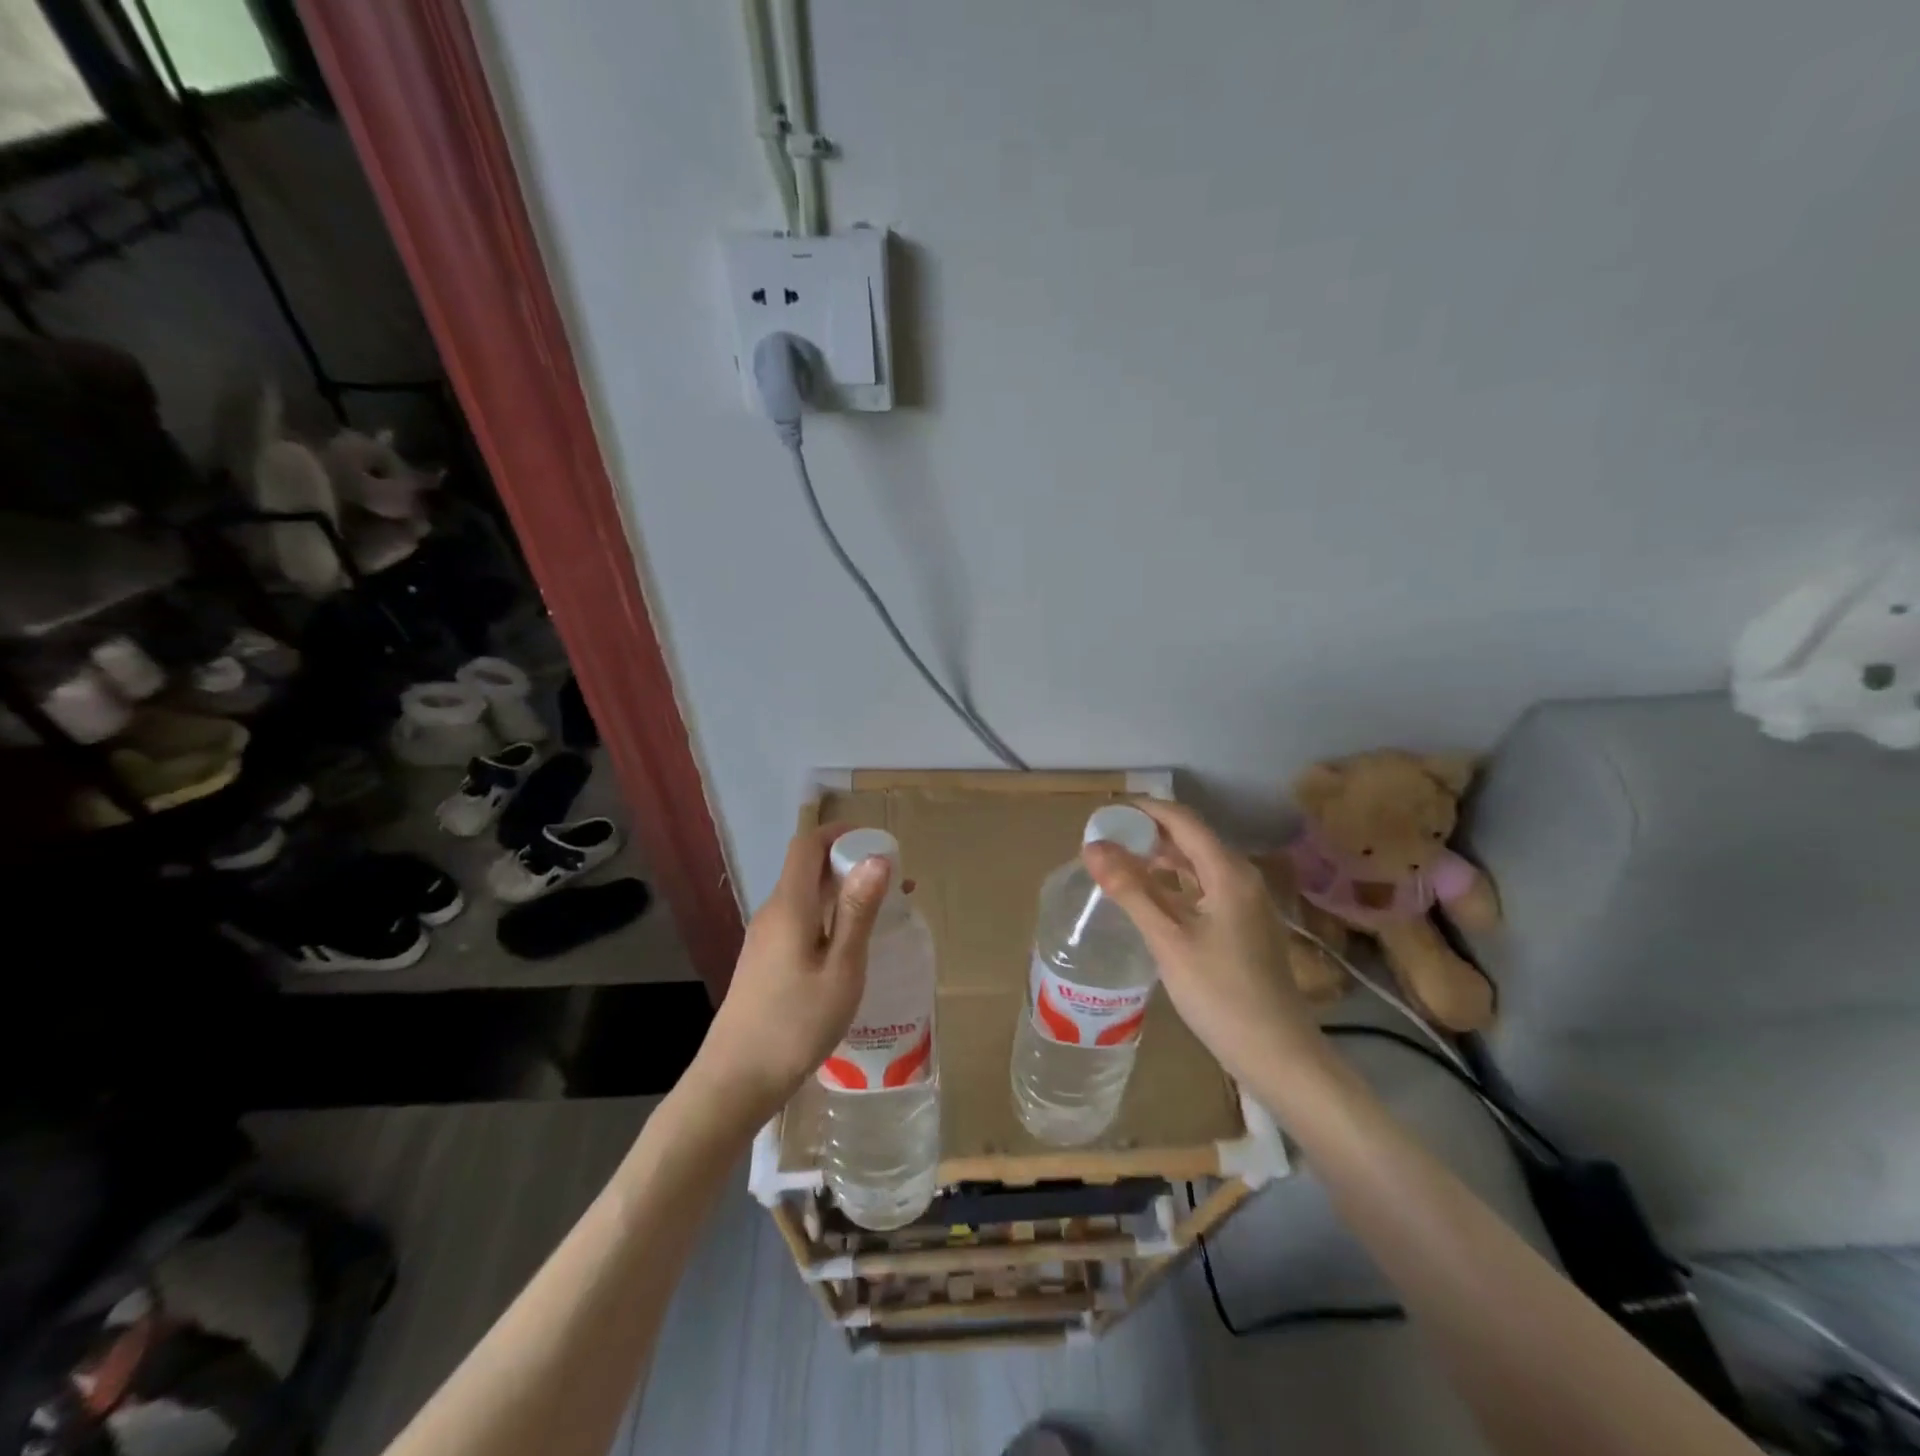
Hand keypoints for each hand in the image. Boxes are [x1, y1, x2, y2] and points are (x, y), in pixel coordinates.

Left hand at [693, 824, 890, 1123]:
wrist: (736, 1081)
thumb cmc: (796, 1024)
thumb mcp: (841, 969)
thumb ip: (857, 912)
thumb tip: (876, 859)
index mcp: (789, 906)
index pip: (807, 845)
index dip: (840, 834)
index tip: (878, 843)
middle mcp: (772, 913)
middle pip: (807, 869)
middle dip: (849, 864)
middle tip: (894, 883)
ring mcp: (764, 938)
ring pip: (805, 897)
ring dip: (841, 894)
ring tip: (882, 914)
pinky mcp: (764, 961)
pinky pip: (799, 922)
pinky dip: (828, 918)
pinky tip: (850, 947)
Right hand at [1084, 801, 1325, 1089]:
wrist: (1276, 1052)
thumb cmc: (1220, 993)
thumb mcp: (1167, 939)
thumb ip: (1130, 889)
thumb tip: (1092, 846)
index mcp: (1228, 872)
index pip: (1182, 819)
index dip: (1143, 810)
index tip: (1104, 813)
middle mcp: (1241, 877)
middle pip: (1191, 838)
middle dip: (1147, 834)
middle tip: (1104, 842)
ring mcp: (1245, 903)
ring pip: (1197, 864)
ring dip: (1159, 859)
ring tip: (1118, 866)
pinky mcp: (1243, 925)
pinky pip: (1203, 887)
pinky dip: (1173, 884)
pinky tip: (1149, 900)